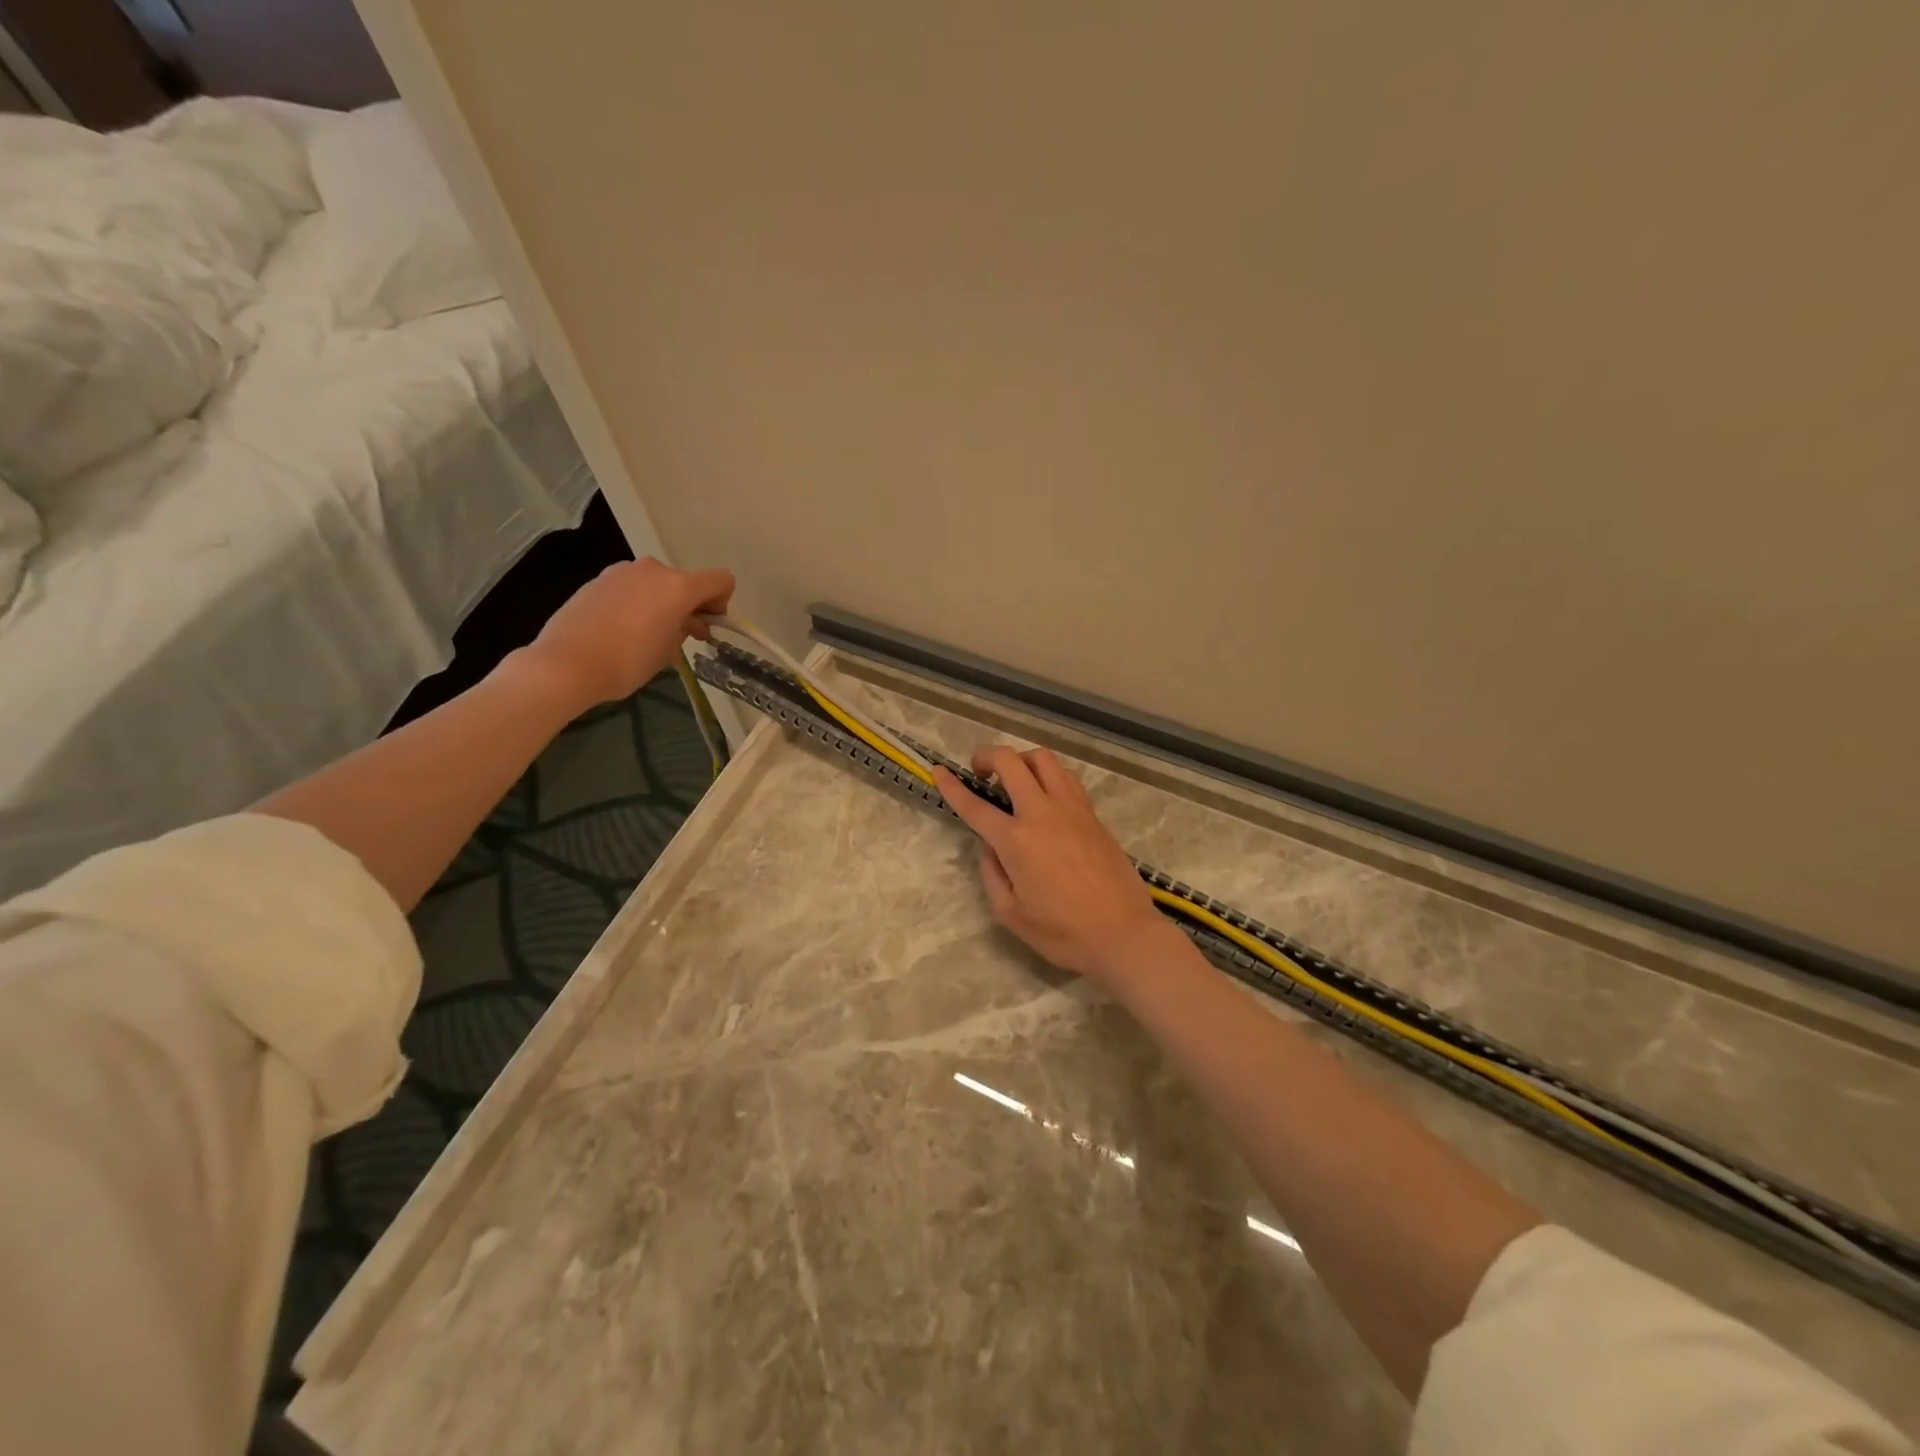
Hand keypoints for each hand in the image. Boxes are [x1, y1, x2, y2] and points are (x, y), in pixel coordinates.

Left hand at [519, 557, 733, 708]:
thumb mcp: (668, 652)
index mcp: (679, 587)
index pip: (721, 580)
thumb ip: (683, 630)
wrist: (567, 663)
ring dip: (661, 602)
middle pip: (686, 581)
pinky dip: (636, 602)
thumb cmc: (628, 662)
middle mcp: (654, 570)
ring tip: (647, 632)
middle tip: (681, 635)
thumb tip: (683, 623)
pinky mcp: (598, 579)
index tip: (706, 626)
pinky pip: (631, 587)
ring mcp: (622, 571)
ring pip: (656, 582)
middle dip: (689, 604)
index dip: (722, 602)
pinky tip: (621, 629)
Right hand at [933, 745, 1167, 983]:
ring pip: (1044, 759)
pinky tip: (1046, 795)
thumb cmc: (1063, 932)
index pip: (975, 805)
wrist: (1123, 934)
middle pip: (1010, 761)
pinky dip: (1049, 775)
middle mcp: (1042, 813)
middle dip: (987, 756)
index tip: (938, 770)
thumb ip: (992, 874)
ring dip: (1022, 760)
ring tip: (1016, 779)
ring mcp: (1072, 808)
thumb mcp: (1011, 914)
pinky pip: (1066, 777)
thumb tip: (990, 847)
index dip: (952, 786)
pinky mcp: (1093, 814)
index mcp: (1016, 841)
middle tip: (980, 771)